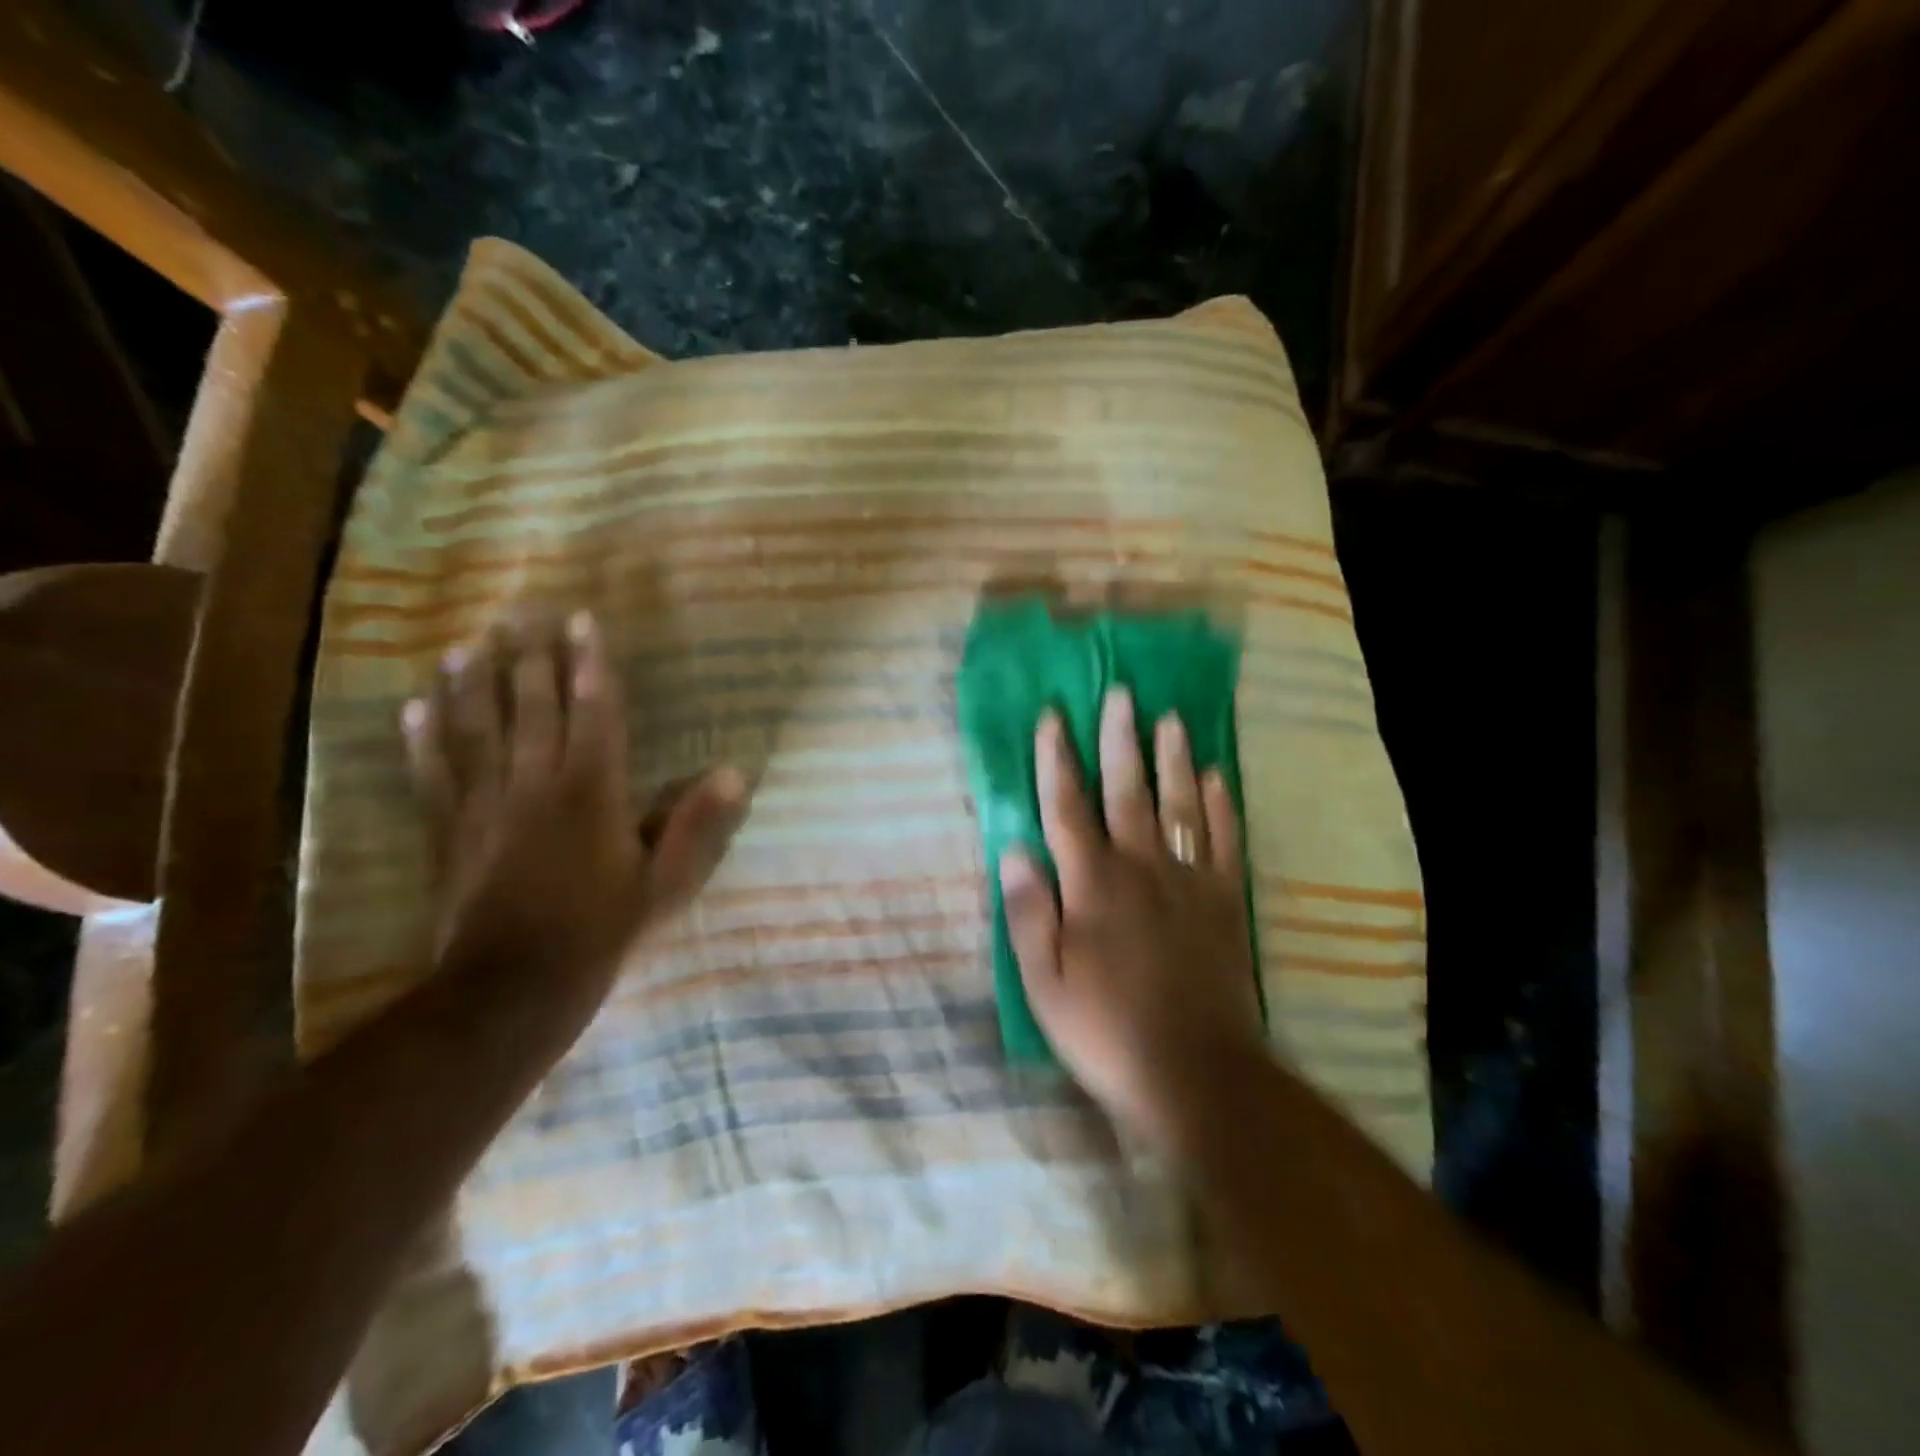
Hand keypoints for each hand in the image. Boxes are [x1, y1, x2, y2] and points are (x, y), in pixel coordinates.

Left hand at [402, 610, 745, 999]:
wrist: (511, 988)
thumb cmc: (599, 932)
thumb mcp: (664, 884)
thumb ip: (696, 826)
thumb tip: (734, 773)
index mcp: (590, 792)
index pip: (592, 712)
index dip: (588, 663)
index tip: (580, 620)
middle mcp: (534, 784)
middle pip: (530, 708)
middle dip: (527, 657)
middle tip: (518, 613)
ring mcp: (485, 806)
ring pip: (474, 731)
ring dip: (469, 685)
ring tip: (463, 645)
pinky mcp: (451, 832)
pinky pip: (433, 776)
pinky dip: (422, 740)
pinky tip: (414, 709)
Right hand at [1000, 688, 1265, 1153]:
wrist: (1195, 1072)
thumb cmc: (1105, 1029)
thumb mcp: (1044, 981)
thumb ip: (1030, 912)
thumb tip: (1015, 850)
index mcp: (1092, 883)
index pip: (1067, 807)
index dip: (1056, 760)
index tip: (1053, 717)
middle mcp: (1140, 867)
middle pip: (1127, 790)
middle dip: (1120, 739)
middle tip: (1121, 693)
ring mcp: (1188, 880)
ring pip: (1179, 804)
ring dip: (1173, 758)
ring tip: (1171, 718)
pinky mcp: (1224, 901)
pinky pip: (1222, 840)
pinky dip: (1219, 805)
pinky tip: (1216, 776)